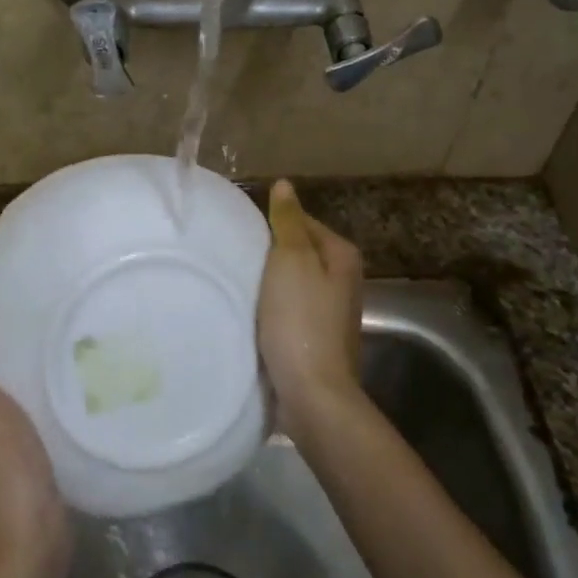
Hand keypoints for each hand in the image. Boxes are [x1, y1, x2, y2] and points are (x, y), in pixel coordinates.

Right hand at [256, 180, 364, 439]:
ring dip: (267, 283)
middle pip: (298, 253)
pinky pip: (289, 310)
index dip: (272, 224)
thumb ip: (287, 221)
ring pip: (292, 283)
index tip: (241, 233)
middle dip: (269, 254)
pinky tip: (249, 314)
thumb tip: (285, 185)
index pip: (302, 221)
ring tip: (236, 283)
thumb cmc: (300, 320)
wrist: (312, 392)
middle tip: (234, 257)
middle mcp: (343, 280)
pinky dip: (271, 309)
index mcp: (341, 255)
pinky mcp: (315, 338)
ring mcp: (331, 312)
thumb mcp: (291, 260)